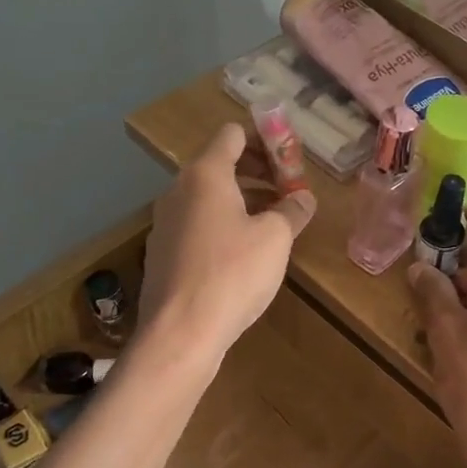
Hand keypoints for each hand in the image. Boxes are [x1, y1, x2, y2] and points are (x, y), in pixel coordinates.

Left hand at [140, 124, 316, 360]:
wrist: (180, 333)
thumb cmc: (233, 274)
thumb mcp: (275, 238)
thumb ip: (293, 210)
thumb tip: (304, 198)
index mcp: (205, 174)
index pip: (233, 134)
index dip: (265, 140)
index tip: (290, 162)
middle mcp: (178, 190)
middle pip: (220, 164)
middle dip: (257, 172)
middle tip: (288, 193)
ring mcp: (165, 222)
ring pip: (208, 197)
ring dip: (242, 200)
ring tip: (273, 224)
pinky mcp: (162, 253)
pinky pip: (197, 224)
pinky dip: (222, 225)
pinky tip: (243, 255)